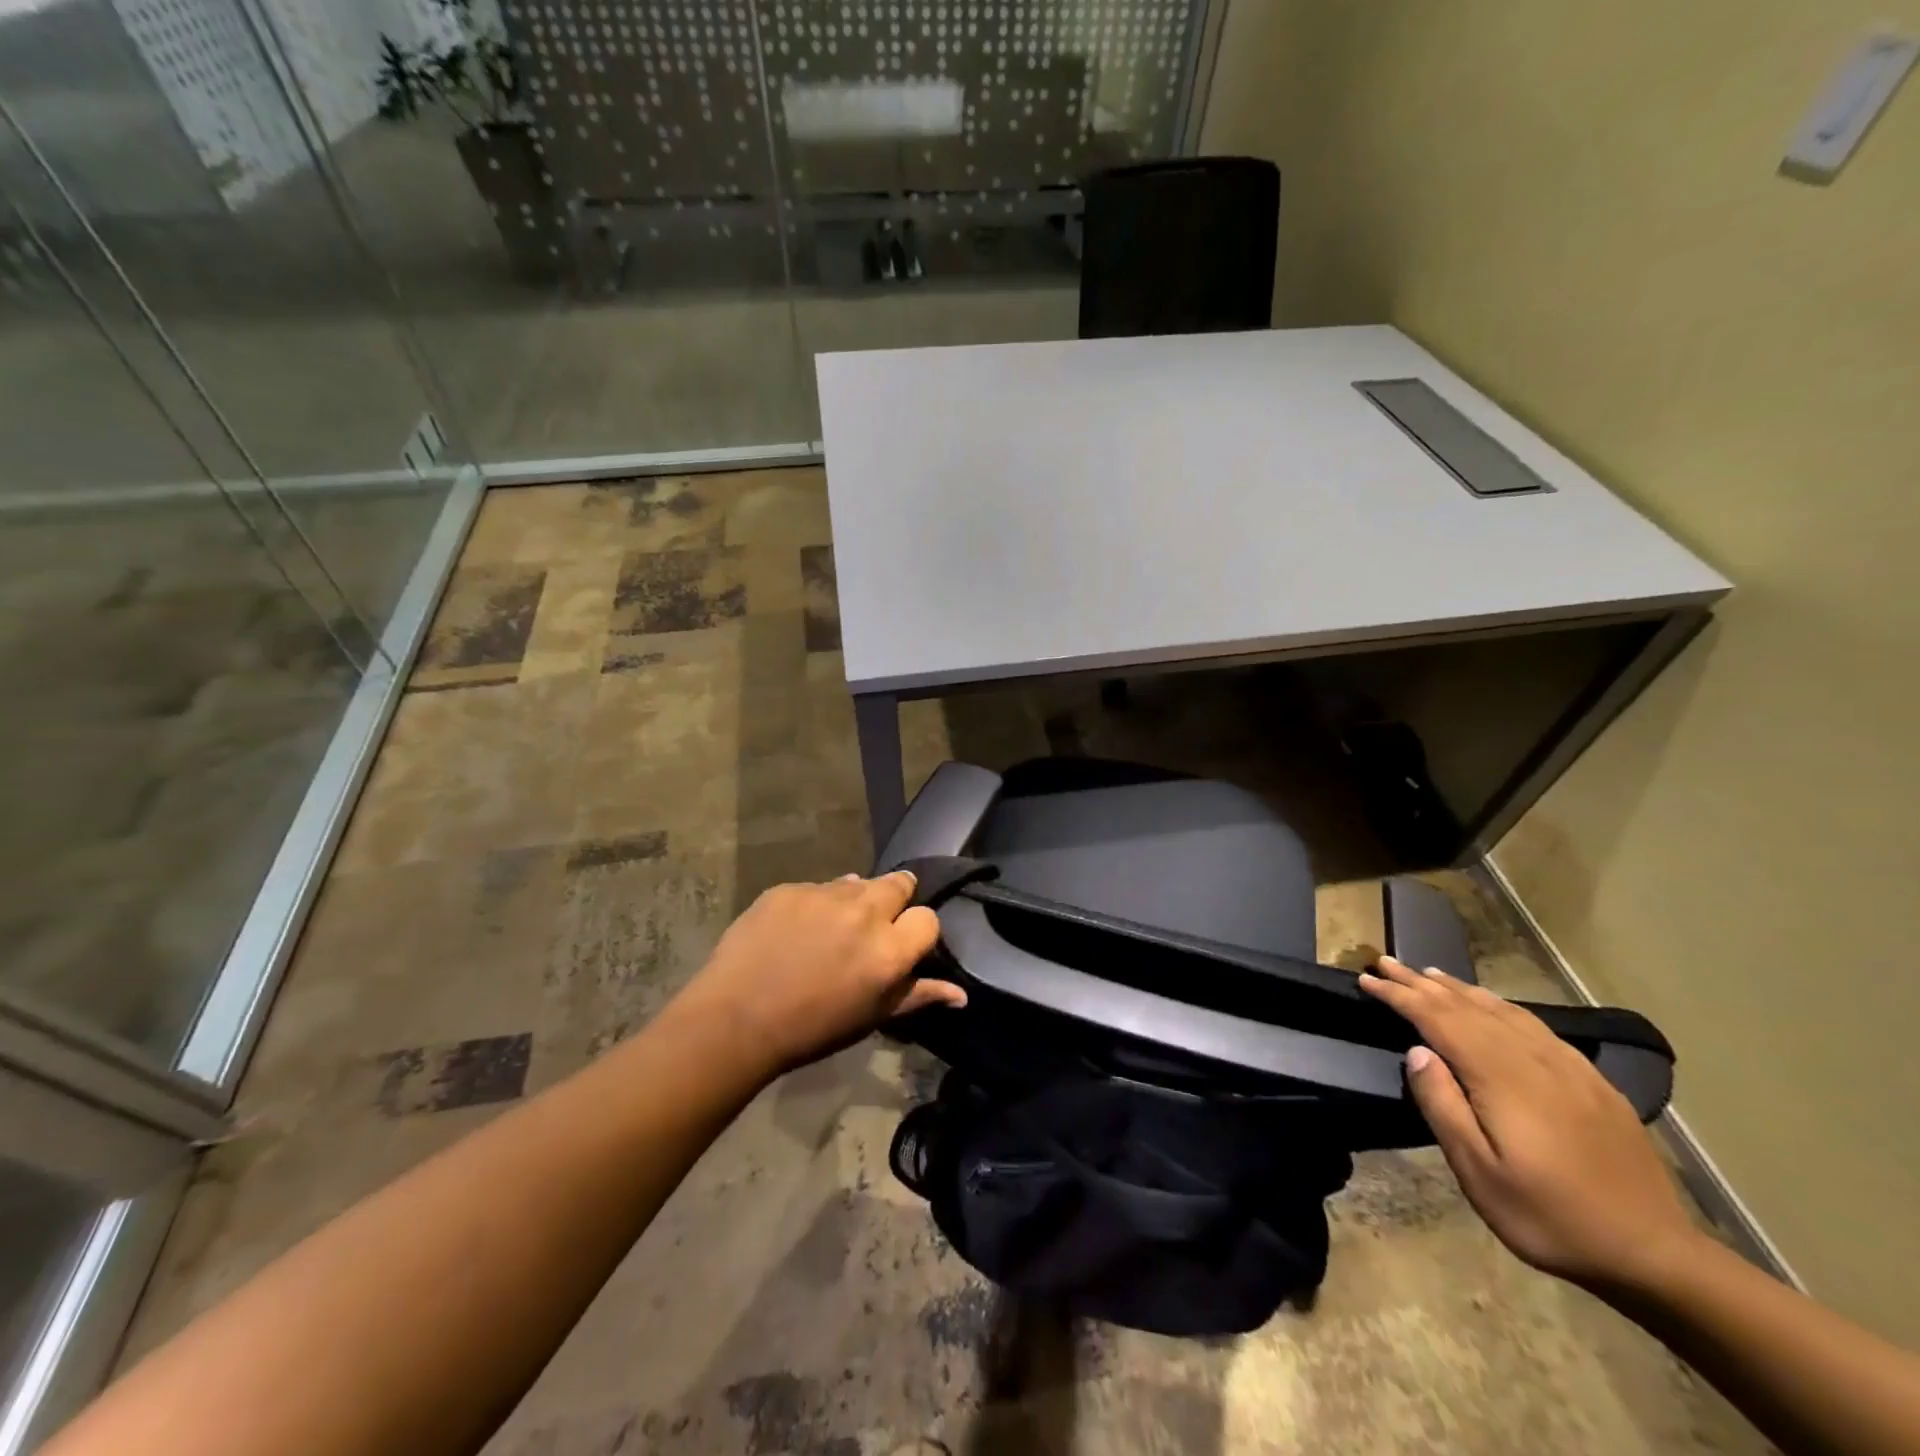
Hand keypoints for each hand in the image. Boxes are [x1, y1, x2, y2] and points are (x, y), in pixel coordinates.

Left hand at [676, 871, 961, 1076]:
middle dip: (894, 900)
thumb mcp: (871, 1017)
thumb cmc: (812, 1029)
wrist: (735, 1020)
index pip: (928, 918)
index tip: (902, 946)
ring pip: (856, 883)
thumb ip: (919, 996)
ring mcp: (824, 894)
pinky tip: (795, 931)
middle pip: (899, 883)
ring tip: (830, 931)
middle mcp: (864, 912)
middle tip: (872, 926)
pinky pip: (816, 888)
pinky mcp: (790, 887)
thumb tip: (961, 994)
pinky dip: (815, 904)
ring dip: (853, 901)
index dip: (917, 932)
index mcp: (889, 949)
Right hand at [1358, 956, 1699, 1290]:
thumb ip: (1444, 1105)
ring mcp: (1567, 1067)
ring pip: (1502, 1010)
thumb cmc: (1550, 1217)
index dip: (1400, 996)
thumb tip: (1417, 1052)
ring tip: (1429, 973)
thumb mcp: (1480, 1173)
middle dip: (1421, 982)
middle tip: (1385, 961)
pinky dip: (1501, 1005)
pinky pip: (1535, 1025)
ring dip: (1459, 989)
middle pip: (1467, 1007)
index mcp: (1501, 1077)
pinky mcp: (1591, 1081)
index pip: (1438, 1020)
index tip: (1366, 979)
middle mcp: (1532, 1059)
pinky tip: (1493, 1005)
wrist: (1655, 1255)